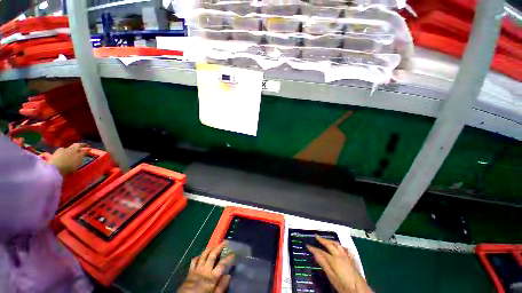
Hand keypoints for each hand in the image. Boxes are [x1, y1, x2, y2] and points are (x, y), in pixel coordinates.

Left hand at [47, 143, 87, 175]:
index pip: (85, 151)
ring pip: (73, 145)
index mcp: (79, 155)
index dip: (88, 151)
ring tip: (76, 148)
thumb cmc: (67, 170)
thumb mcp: (76, 168)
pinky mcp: (60, 149)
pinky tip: (65, 152)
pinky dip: (66, 149)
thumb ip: (78, 162)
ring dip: (75, 146)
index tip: (89, 151)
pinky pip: (64, 148)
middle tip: (86, 145)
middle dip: (83, 145)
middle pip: (80, 145)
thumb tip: (80, 159)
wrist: (55, 168)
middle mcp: (74, 150)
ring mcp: (67, 149)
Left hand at [177, 241, 234, 292]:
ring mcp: (197, 269)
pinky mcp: (190, 271)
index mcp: (212, 277)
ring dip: (209, 249)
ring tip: (214, 245)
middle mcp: (205, 270)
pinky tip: (201, 255)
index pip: (222, 264)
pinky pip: (194, 261)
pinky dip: (198, 256)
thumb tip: (228, 276)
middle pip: (212, 255)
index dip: (228, 258)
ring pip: (203, 255)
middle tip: (224, 242)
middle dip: (219, 247)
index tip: (233, 253)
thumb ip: (222, 286)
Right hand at [307, 236, 370, 292]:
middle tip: (316, 236)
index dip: (314, 248)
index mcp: (334, 259)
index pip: (321, 252)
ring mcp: (346, 256)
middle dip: (322, 240)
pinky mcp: (350, 259)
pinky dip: (339, 245)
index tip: (308, 245)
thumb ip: (323, 264)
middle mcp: (340, 255)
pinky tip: (338, 246)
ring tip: (325, 239)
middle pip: (330, 244)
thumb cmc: (343, 286)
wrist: (359, 291)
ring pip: (337, 244)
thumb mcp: (331, 277)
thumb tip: (315, 253)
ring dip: (330, 240)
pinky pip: (343, 248)